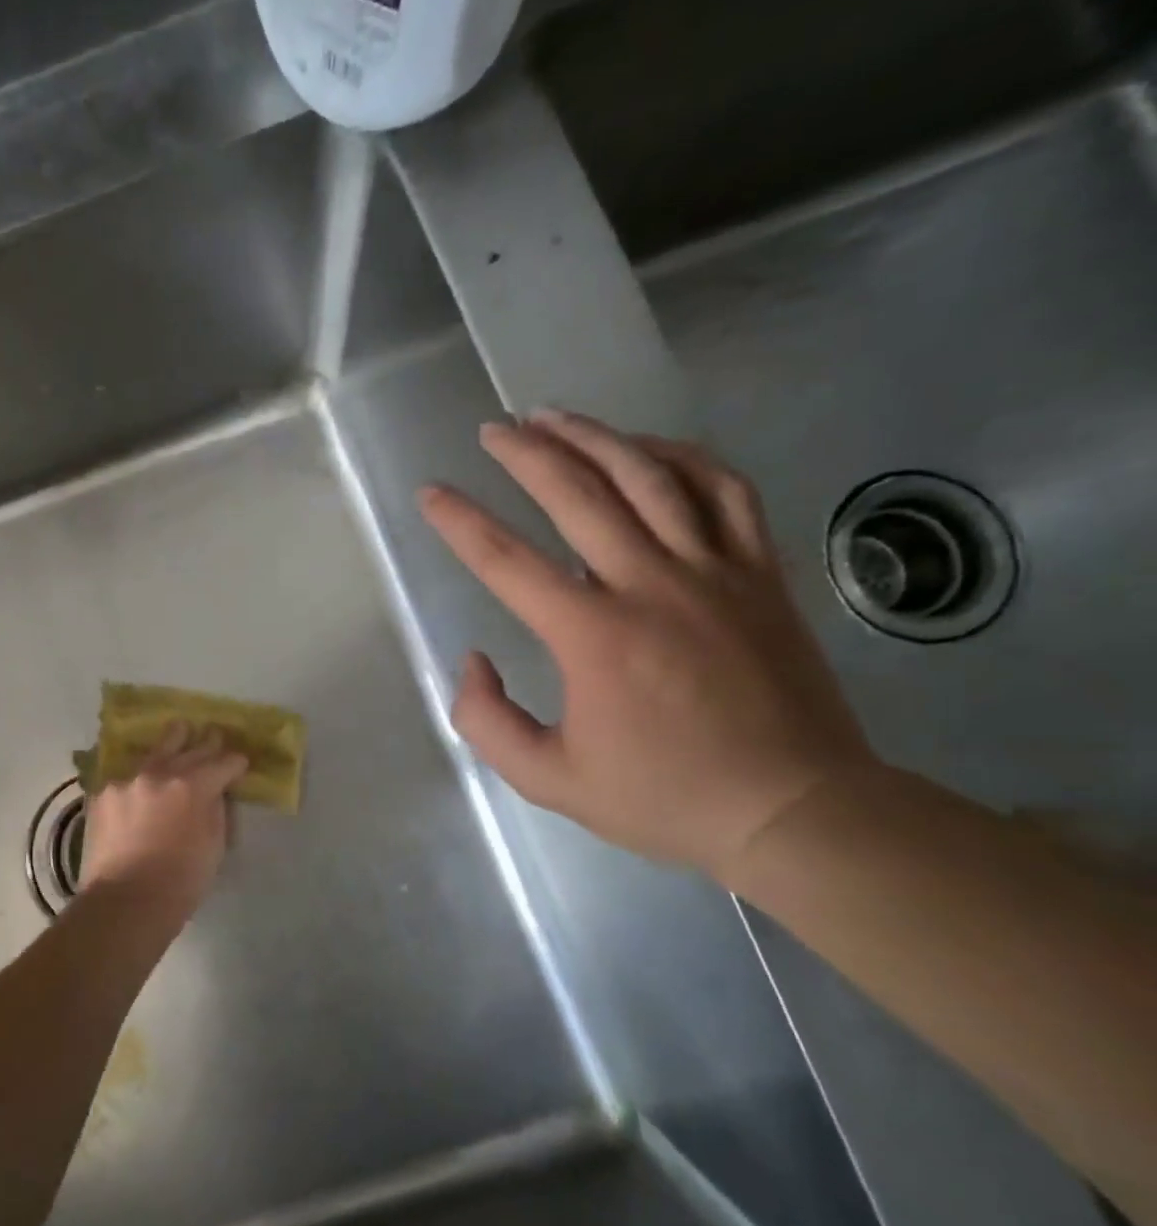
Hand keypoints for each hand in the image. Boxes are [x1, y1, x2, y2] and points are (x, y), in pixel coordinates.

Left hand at [78, 724, 248, 910]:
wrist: (124, 902)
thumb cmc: (180, 883)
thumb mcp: (214, 846)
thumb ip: (216, 810)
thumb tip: (215, 793)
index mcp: (194, 785)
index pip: (224, 762)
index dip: (235, 763)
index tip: (239, 764)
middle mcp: (160, 772)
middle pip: (190, 747)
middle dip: (207, 743)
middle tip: (214, 735)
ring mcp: (128, 779)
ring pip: (156, 751)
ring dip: (172, 742)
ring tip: (180, 730)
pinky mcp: (104, 791)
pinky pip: (129, 774)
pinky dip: (141, 775)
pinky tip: (144, 776)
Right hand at [419, 411, 876, 878]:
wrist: (795, 809)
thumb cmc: (663, 797)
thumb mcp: (548, 780)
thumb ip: (486, 721)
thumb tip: (473, 659)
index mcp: (592, 635)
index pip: (506, 560)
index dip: (459, 521)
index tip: (430, 492)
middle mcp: (650, 584)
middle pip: (578, 494)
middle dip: (526, 453)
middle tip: (494, 429)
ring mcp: (714, 571)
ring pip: (650, 475)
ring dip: (595, 437)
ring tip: (556, 416)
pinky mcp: (760, 572)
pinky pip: (724, 490)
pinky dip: (682, 457)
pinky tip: (649, 447)